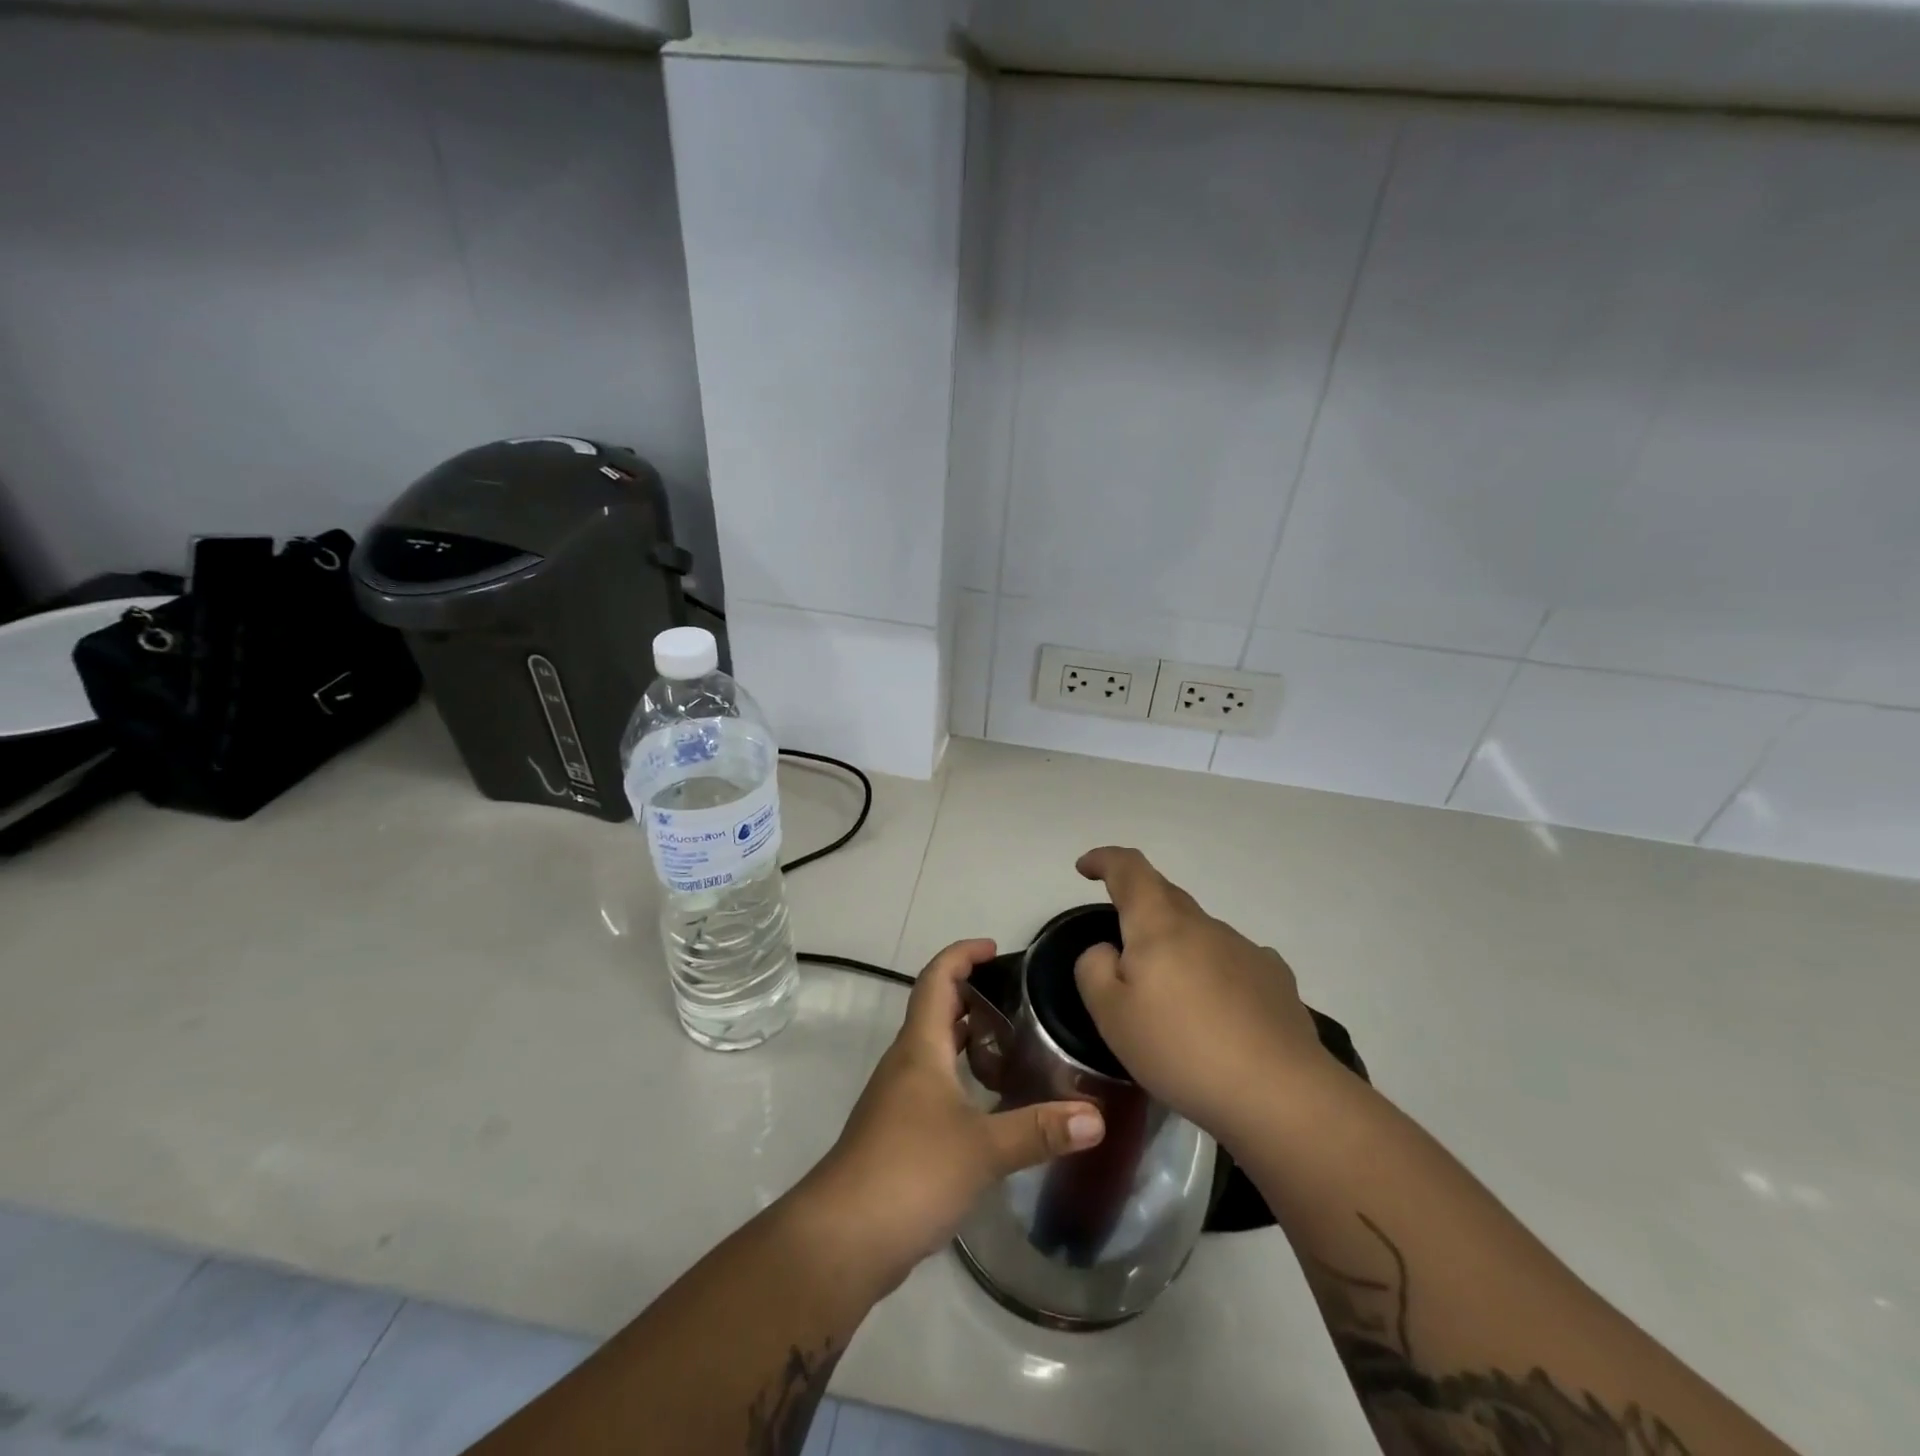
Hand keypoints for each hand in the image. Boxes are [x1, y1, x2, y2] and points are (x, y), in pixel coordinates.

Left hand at [805, 939, 1104, 1291]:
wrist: (842, 1238)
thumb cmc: (910, 1172)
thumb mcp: (982, 1149)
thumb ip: (1039, 1130)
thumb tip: (1097, 1117)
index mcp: (920, 1048)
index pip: (937, 980)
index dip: (962, 955)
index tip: (995, 948)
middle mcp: (906, 1064)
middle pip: (935, 1011)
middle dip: (972, 995)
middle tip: (1019, 997)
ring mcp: (898, 1100)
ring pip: (935, 1050)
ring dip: (968, 1038)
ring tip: (1015, 1043)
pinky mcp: (898, 1134)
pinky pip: (934, 1085)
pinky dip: (962, 1077)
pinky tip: (991, 1103)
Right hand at [1072, 847, 1336, 1146]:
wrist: (1279, 1093)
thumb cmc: (1180, 1049)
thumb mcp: (1111, 1015)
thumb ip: (1094, 969)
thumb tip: (1107, 951)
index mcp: (1159, 925)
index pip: (1130, 870)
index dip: (1105, 859)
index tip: (1087, 868)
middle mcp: (1204, 924)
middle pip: (1166, 896)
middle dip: (1138, 905)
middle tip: (1120, 941)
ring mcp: (1245, 949)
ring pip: (1199, 932)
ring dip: (1177, 947)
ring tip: (1170, 997)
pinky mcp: (1276, 979)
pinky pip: (1231, 961)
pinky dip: (1213, 972)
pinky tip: (1217, 1009)